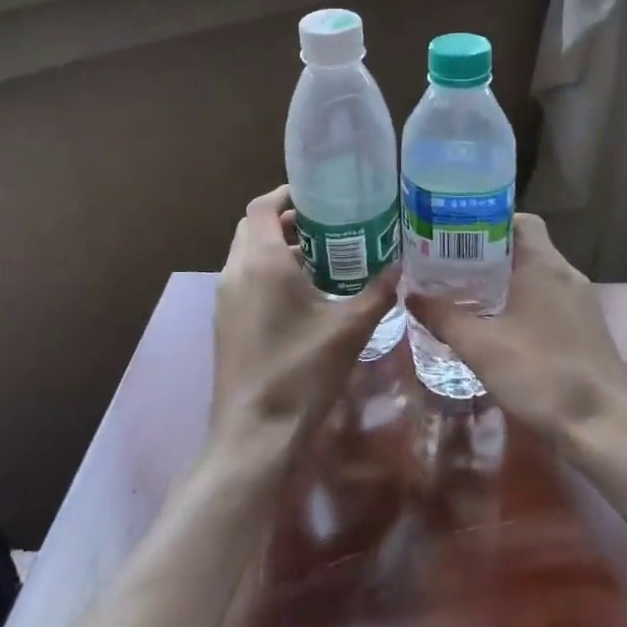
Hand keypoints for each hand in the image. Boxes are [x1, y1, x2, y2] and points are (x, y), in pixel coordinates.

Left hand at [213, 186, 398, 449]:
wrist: (255, 433)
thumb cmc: (302, 371)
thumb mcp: (350, 328)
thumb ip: (377, 292)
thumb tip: (400, 268)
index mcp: (261, 261)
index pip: (262, 206)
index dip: (286, 193)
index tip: (318, 195)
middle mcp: (236, 271)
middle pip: (253, 227)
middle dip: (285, 220)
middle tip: (326, 225)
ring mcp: (226, 299)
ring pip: (247, 254)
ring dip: (276, 247)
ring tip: (321, 257)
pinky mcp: (225, 322)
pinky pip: (245, 279)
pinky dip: (268, 272)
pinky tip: (303, 295)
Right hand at [405, 213, 626, 443]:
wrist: (603, 427)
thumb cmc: (540, 375)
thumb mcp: (481, 348)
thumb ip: (444, 318)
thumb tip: (411, 295)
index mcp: (544, 265)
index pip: (518, 220)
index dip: (487, 222)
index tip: (456, 237)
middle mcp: (567, 274)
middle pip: (525, 247)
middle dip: (488, 255)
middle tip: (452, 268)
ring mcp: (582, 302)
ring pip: (538, 275)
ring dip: (506, 281)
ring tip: (470, 296)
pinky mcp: (587, 328)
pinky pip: (551, 299)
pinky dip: (524, 302)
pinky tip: (502, 328)